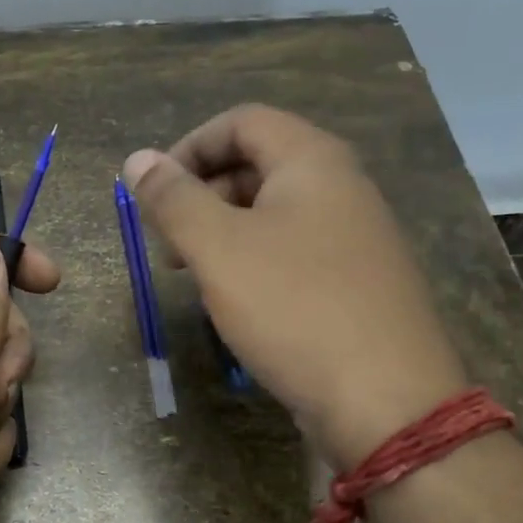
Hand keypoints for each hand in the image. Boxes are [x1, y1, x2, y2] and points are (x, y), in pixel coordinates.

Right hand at [123, 104, 464, 467]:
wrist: (386, 401)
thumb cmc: (294, 308)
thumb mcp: (218, 249)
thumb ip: (173, 200)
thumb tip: (136, 159)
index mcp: (313, 162)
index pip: (242, 122)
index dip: (189, 147)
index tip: (153, 193)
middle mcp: (341, 187)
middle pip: (258, 164)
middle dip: (202, 194)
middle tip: (168, 242)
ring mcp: (355, 237)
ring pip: (274, 212)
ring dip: (223, 231)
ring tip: (193, 275)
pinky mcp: (356, 282)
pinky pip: (294, 251)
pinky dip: (254, 261)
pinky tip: (236, 302)